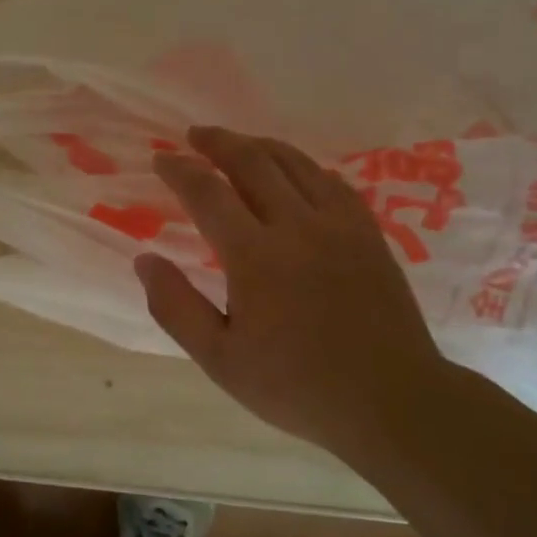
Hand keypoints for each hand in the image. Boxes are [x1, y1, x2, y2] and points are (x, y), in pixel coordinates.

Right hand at [138, 126, 446, 453]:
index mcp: (256, 257)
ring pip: (295, 163)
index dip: (180, 170)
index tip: (161, 160)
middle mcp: (298, 227)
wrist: (392, 401)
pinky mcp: (368, 233)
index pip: (208, 193)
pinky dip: (303, 166)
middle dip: (218, 142)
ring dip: (259, 145)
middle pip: (252, 162)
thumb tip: (144, 260)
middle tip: (194, 135)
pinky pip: (331, 181)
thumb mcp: (220, 360)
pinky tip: (294, 171)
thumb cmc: (297, 387)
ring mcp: (339, 225)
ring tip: (236, 143)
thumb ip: (176, 307)